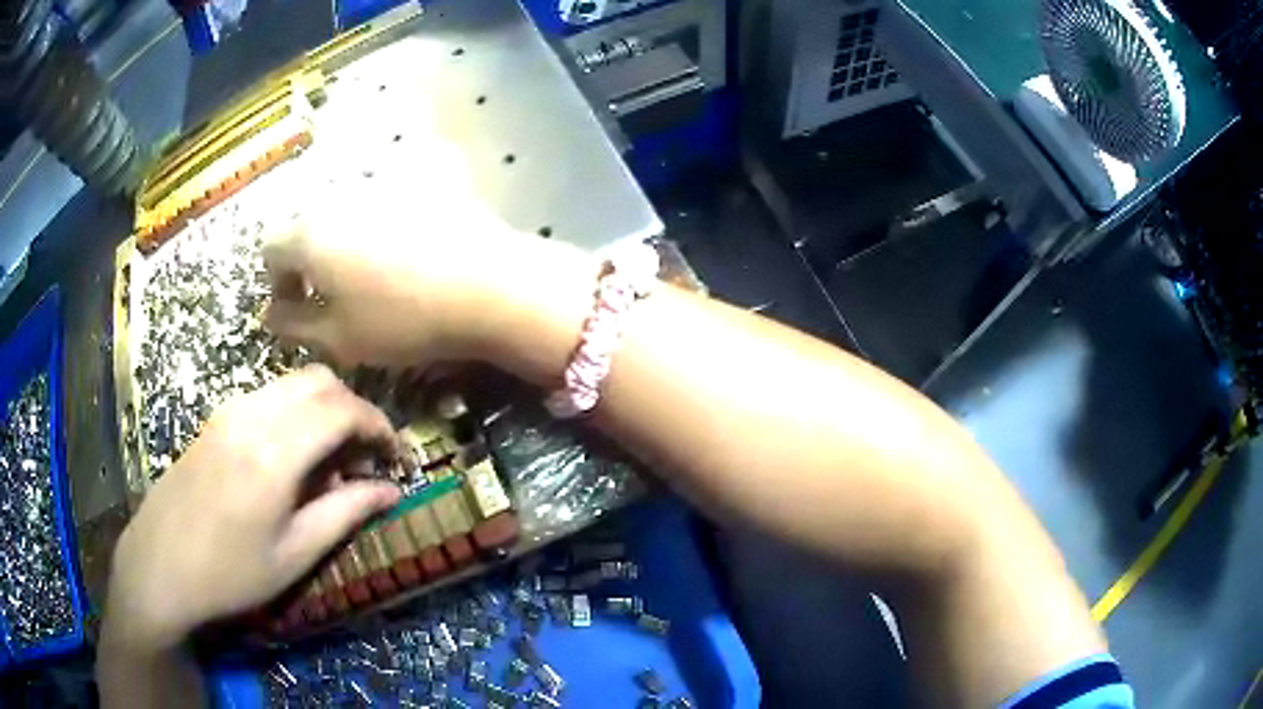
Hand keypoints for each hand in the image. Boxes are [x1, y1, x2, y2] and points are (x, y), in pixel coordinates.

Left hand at [105, 366, 401, 650]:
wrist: (159, 566)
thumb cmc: (230, 573)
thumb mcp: (294, 555)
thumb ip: (346, 514)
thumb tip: (392, 491)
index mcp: (274, 452)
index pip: (343, 409)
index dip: (379, 426)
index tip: (397, 457)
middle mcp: (252, 414)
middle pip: (319, 381)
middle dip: (354, 410)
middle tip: (366, 457)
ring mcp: (228, 411)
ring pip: (292, 383)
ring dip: (324, 410)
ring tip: (330, 463)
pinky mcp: (215, 419)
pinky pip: (267, 397)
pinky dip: (295, 413)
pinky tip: (291, 459)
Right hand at [263, 136, 590, 370]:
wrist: (489, 284)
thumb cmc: (403, 318)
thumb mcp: (339, 339)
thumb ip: (294, 326)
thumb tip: (270, 316)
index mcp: (310, 232)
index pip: (271, 248)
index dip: (276, 282)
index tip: (295, 308)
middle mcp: (339, 195)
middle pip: (307, 225)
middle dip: (308, 261)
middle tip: (330, 295)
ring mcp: (383, 182)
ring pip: (345, 212)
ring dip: (343, 241)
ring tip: (370, 275)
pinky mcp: (422, 180)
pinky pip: (385, 201)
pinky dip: (381, 226)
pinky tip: (407, 252)